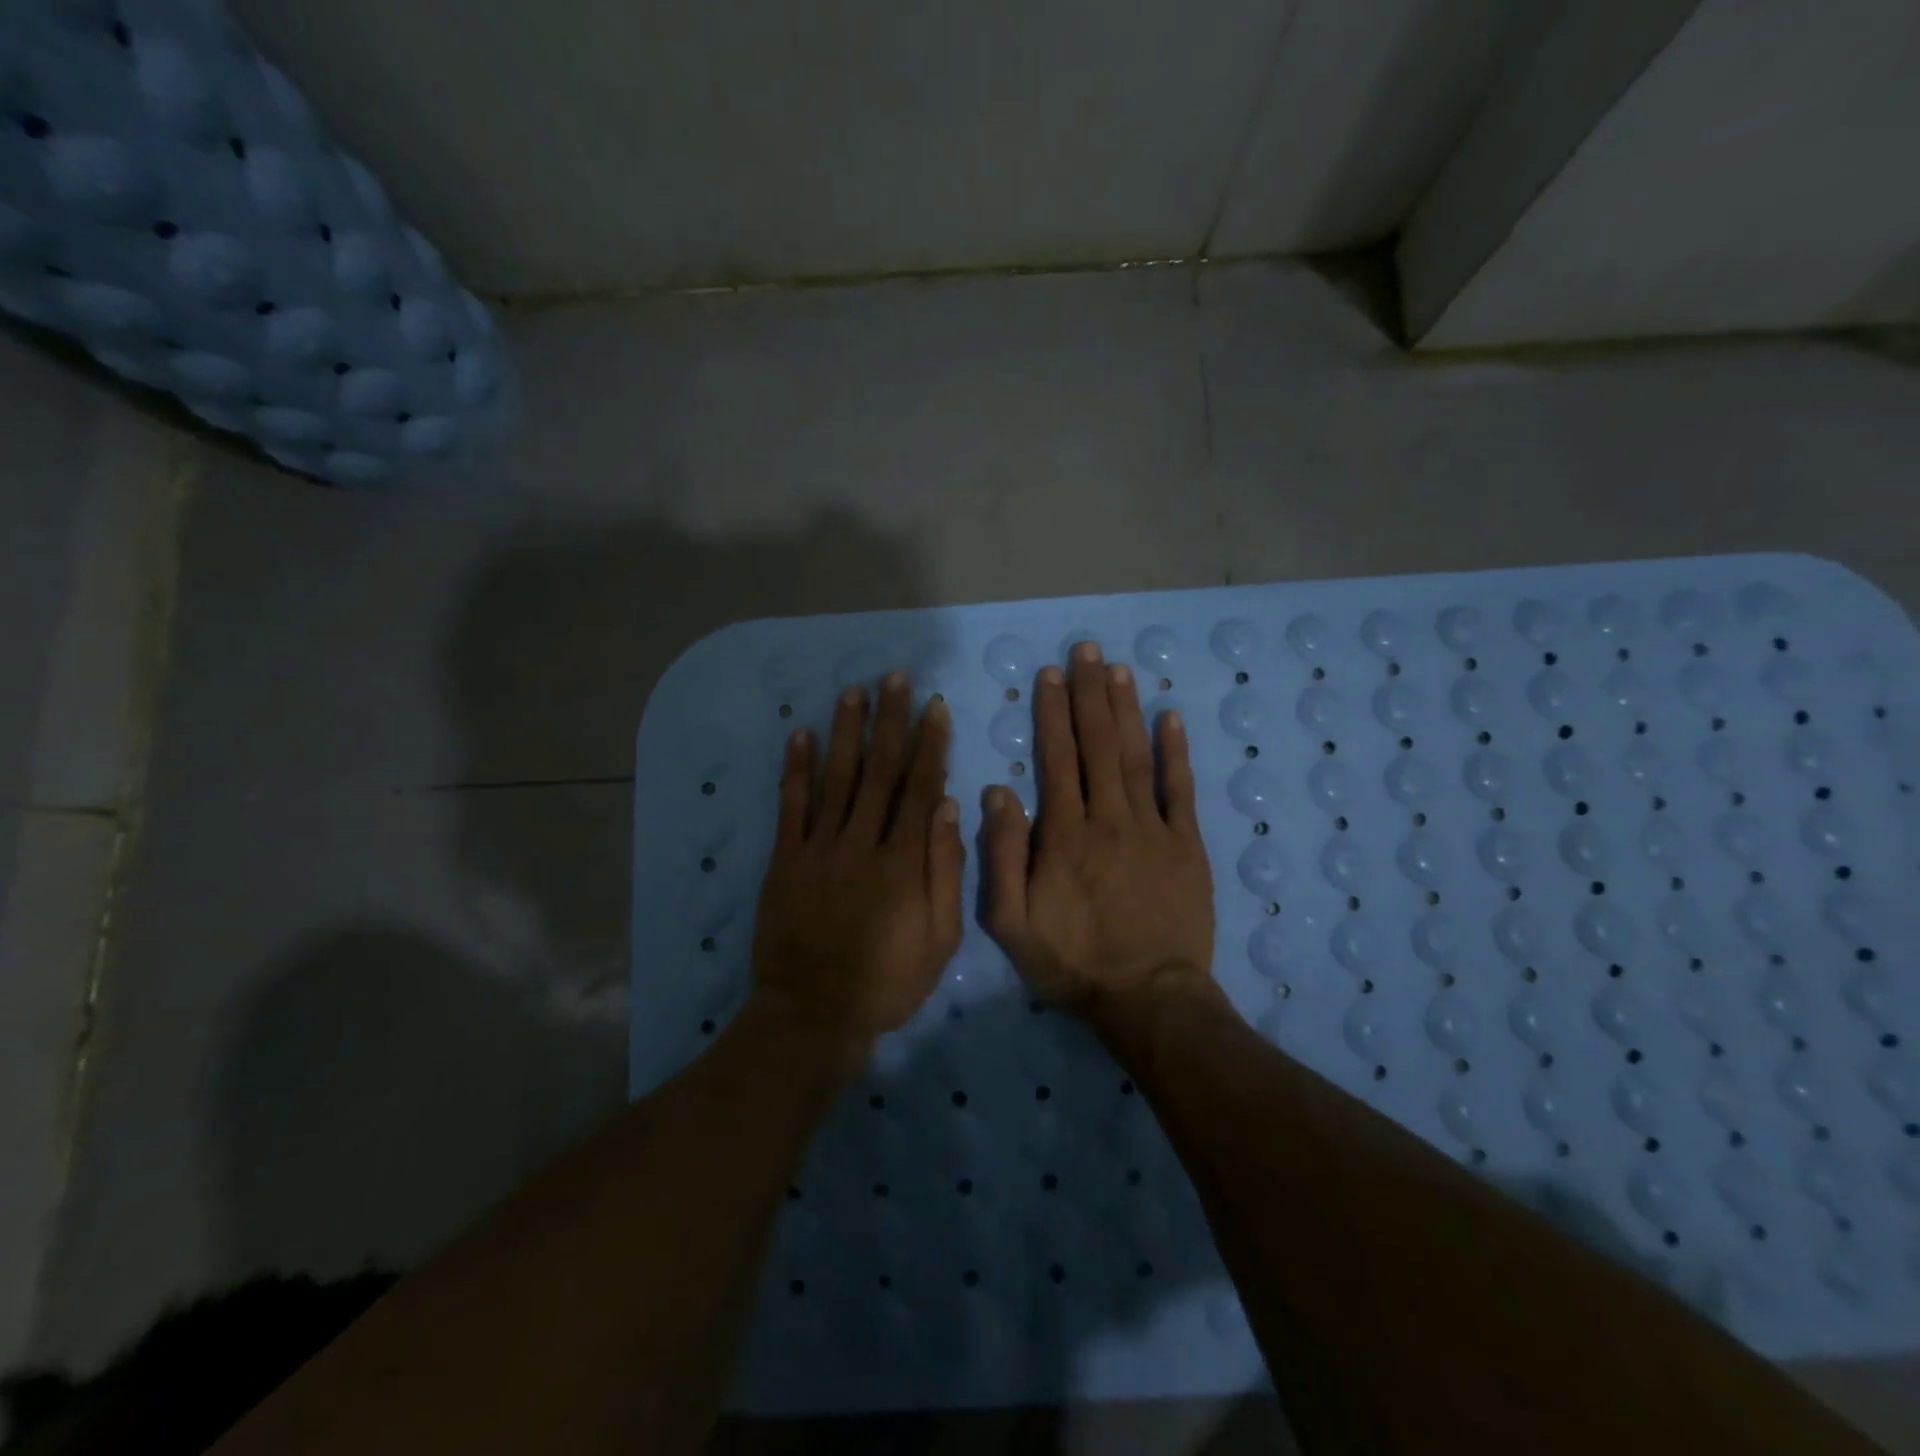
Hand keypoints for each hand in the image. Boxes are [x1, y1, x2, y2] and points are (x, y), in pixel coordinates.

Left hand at [751, 673, 963, 1064]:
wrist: (813, 1014)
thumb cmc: (887, 981)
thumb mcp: (939, 939)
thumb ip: (944, 872)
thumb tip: (947, 808)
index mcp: (903, 862)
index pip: (920, 788)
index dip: (929, 744)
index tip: (934, 706)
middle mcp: (861, 843)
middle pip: (879, 771)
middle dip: (890, 721)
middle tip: (895, 678)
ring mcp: (818, 849)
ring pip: (836, 778)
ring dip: (846, 732)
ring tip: (854, 692)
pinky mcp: (784, 861)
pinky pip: (790, 807)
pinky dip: (795, 769)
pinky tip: (801, 735)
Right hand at [982, 643, 1220, 1039]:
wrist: (1148, 999)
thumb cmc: (1073, 962)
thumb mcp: (1011, 923)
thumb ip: (1002, 856)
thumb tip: (998, 792)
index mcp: (1064, 834)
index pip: (1057, 758)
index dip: (1052, 713)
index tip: (1050, 675)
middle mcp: (1108, 818)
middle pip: (1098, 744)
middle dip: (1089, 694)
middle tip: (1086, 651)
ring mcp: (1153, 828)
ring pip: (1136, 756)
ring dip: (1127, 710)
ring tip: (1118, 670)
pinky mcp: (1187, 844)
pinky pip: (1181, 789)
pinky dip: (1177, 751)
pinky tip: (1171, 718)